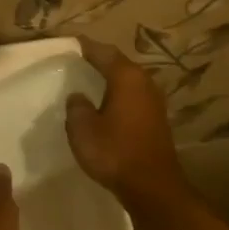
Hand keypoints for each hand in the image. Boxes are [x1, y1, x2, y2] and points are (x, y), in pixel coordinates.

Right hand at [66, 36, 190, 207]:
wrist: (153, 187)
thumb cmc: (115, 151)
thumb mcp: (83, 128)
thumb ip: (77, 107)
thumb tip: (79, 97)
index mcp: (126, 77)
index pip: (103, 52)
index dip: (86, 46)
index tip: (71, 42)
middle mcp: (144, 82)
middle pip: (119, 63)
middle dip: (100, 60)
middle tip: (78, 59)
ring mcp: (154, 101)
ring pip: (128, 81)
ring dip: (111, 79)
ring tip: (90, 80)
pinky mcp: (157, 120)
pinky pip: (133, 97)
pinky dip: (119, 95)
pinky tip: (107, 104)